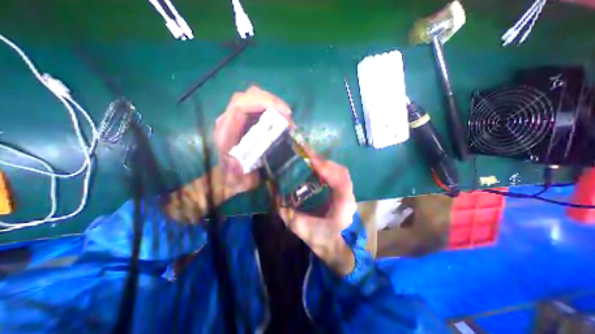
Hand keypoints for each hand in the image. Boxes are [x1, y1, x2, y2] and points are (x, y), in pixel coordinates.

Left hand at [216, 86, 294, 196]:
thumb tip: (244, 156)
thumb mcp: (239, 180)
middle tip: (289, 116)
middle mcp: (228, 122)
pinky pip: (257, 106)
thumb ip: (238, 171)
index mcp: (225, 133)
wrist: (232, 179)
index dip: (263, 102)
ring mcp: (236, 119)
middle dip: (271, 101)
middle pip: (247, 96)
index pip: (240, 106)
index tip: (285, 113)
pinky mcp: (244, 121)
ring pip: (252, 98)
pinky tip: (280, 119)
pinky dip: (271, 109)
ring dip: (272, 104)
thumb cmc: (237, 179)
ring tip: (286, 117)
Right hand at [277, 150, 354, 274]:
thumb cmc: (319, 239)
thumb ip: (283, 208)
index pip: (339, 180)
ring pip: (340, 171)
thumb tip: (271, 186)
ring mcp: (349, 194)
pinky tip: (315, 167)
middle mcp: (349, 197)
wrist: (333, 246)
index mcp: (342, 206)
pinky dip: (326, 168)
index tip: (308, 157)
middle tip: (305, 151)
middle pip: (341, 171)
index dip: (324, 167)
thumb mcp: (298, 225)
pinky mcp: (344, 193)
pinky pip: (337, 175)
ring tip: (308, 157)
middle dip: (322, 160)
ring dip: (324, 162)